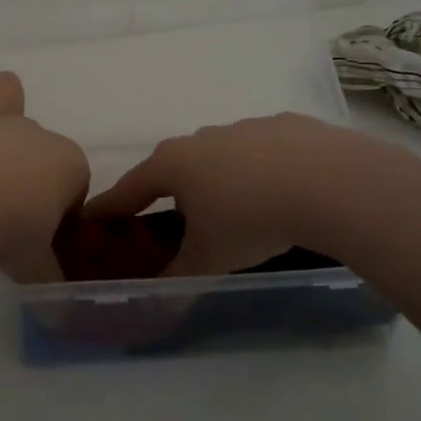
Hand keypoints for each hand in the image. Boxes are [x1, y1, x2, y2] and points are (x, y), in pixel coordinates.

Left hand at [0, 66, 87, 276]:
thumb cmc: (10, 231)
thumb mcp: (35, 264)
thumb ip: (44, 272)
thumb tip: (55, 300)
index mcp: (66, 163)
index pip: (74, 182)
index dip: (64, 207)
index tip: (48, 233)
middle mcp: (30, 134)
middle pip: (40, 135)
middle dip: (33, 150)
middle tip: (17, 182)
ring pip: (2, 94)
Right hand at [84, 113, 375, 276]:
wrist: (327, 182)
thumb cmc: (251, 220)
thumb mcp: (209, 258)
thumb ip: (178, 275)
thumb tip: (159, 294)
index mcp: (173, 164)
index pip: (129, 187)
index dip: (110, 207)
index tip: (92, 217)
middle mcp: (202, 138)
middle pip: (174, 167)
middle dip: (170, 192)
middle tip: (176, 221)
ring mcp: (244, 127)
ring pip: (220, 156)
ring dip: (219, 179)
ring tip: (238, 211)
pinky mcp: (285, 125)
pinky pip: (261, 151)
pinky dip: (261, 170)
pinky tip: (281, 192)